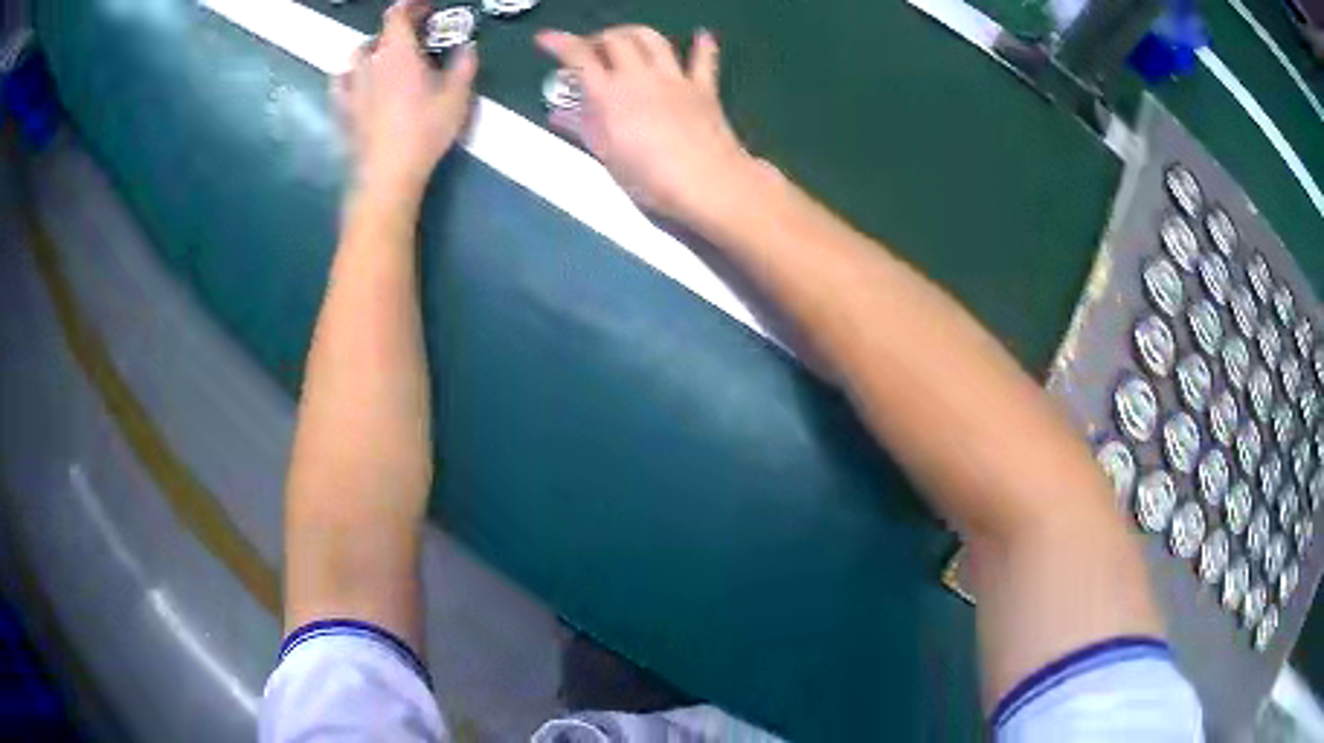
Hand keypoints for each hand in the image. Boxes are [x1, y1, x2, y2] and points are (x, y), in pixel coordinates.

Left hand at [333, 0, 477, 199]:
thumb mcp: (457, 98)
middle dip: (396, 31)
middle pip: (378, 34)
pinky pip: (340, 81)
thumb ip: (463, 66)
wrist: (387, 173)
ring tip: (386, 59)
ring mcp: (352, 86)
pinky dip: (350, 74)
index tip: (425, 10)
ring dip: (372, 50)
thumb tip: (467, 47)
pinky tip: (358, 80)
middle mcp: (371, 62)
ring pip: (357, 55)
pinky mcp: (342, 109)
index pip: (397, 14)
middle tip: (414, 40)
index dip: (410, 7)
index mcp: (398, 52)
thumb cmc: (424, 132)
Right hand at [535, 26, 758, 221]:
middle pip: (616, 39)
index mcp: (610, 95)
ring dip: (635, 33)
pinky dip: (702, 45)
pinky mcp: (704, 88)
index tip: (546, 39)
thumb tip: (561, 113)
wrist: (707, 182)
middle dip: (599, 38)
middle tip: (591, 51)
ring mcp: (675, 79)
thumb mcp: (607, 156)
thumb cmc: (650, 178)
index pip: (579, 57)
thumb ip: (584, 128)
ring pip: (653, 39)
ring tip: (627, 41)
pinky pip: (703, 59)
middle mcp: (640, 77)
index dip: (560, 43)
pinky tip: (701, 35)